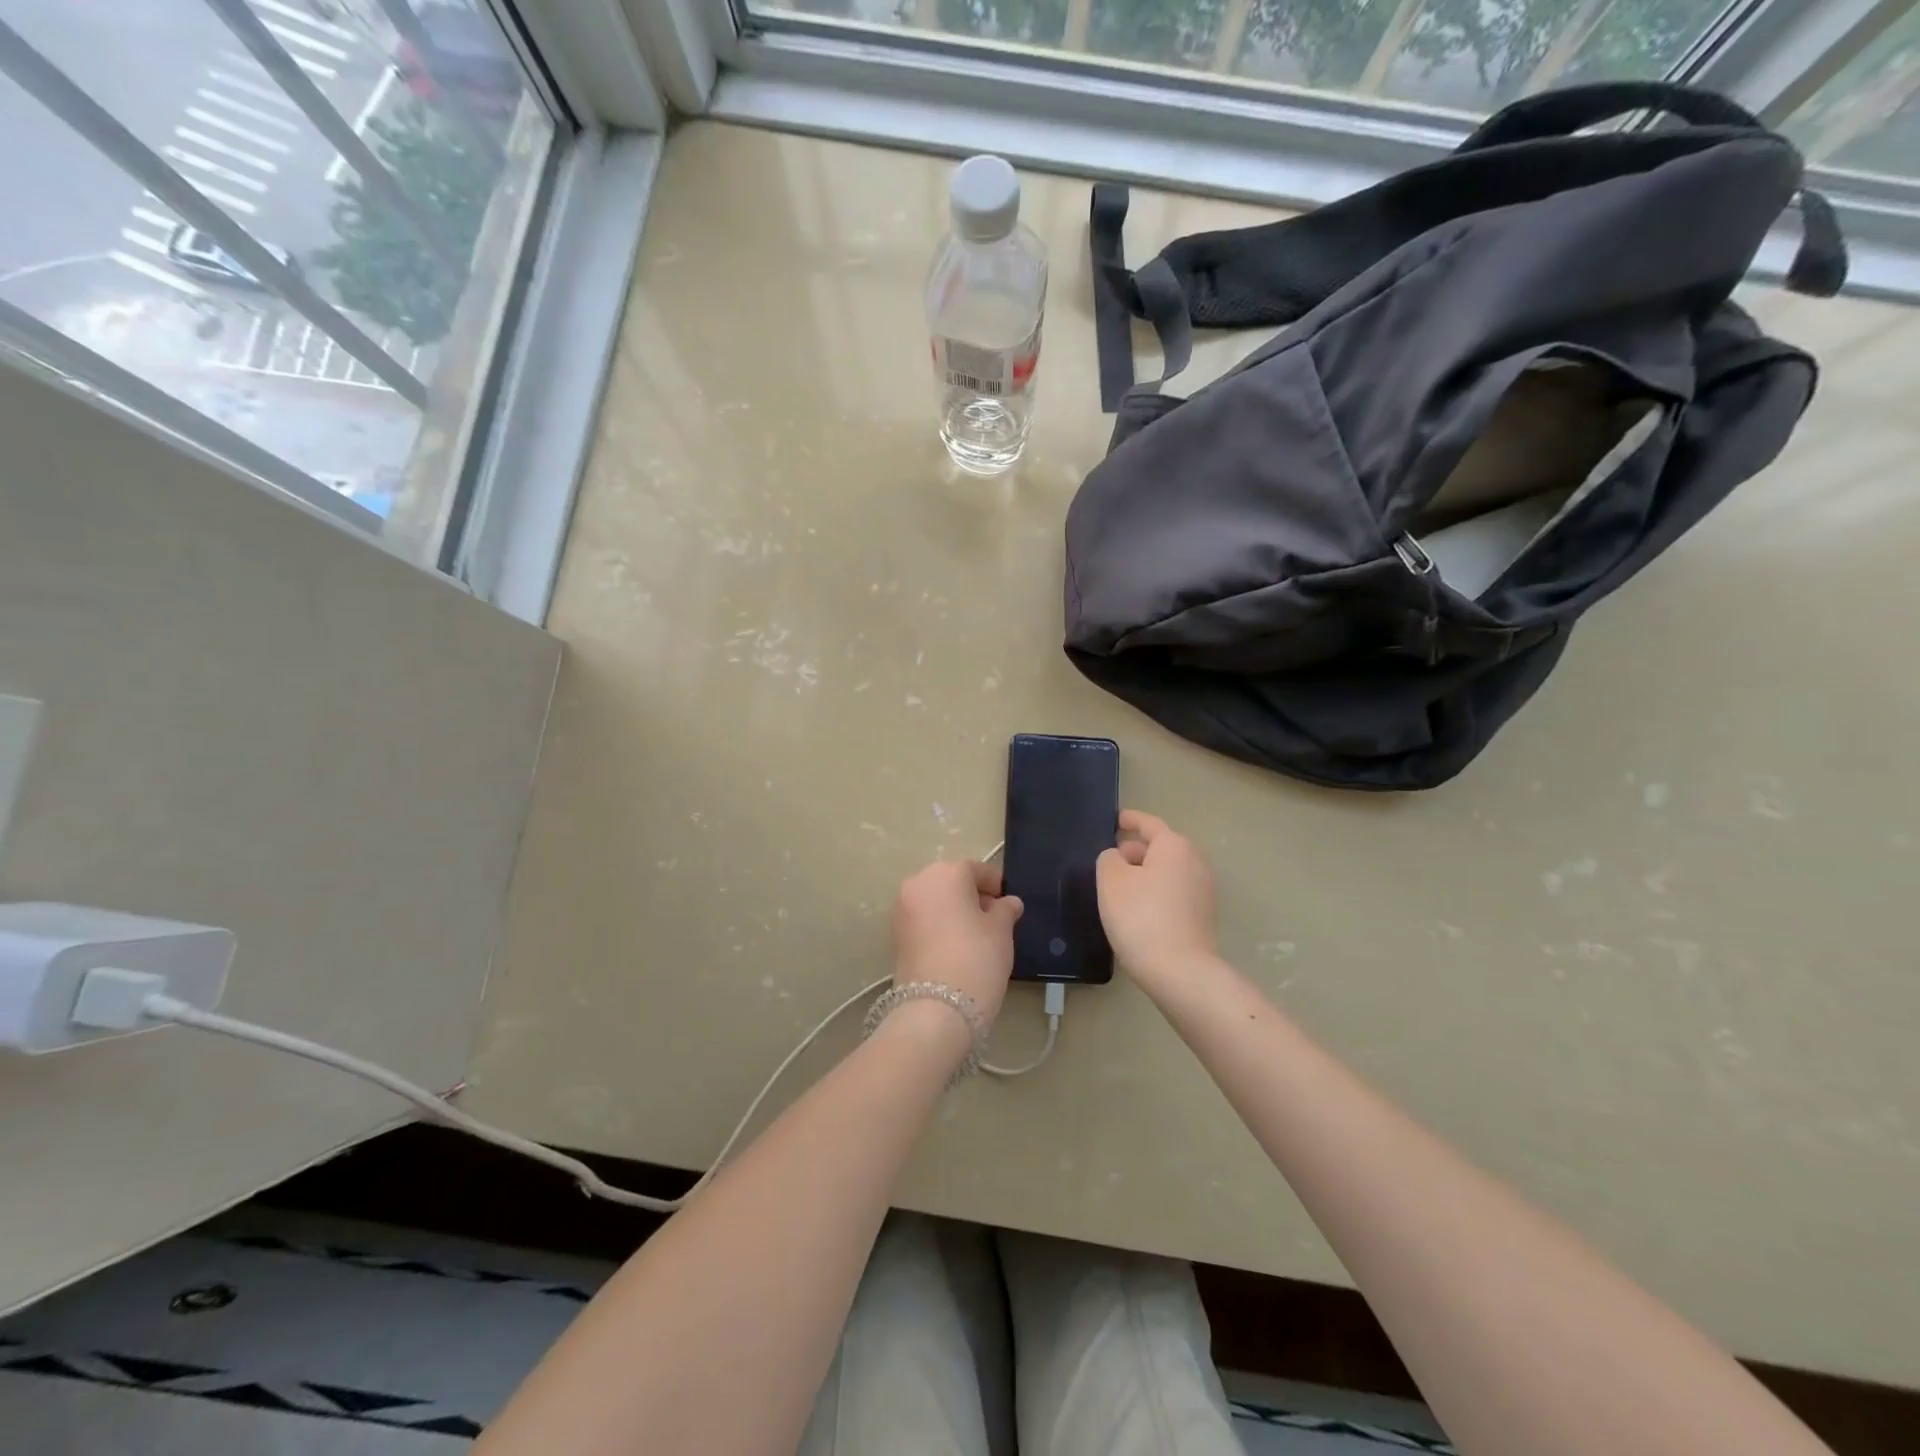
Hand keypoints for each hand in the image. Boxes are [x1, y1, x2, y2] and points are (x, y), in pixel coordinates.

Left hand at [891, 859, 1023, 1028]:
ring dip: (953, 912)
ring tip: (975, 937)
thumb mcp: (1001, 930)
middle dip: (971, 897)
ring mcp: (901, 909)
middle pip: (951, 882)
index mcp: (946, 873)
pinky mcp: (894, 935)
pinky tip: (955, 948)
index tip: (1008, 905)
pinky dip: (938, 926)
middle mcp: (918, 883)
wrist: (936, 1009)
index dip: (995, 886)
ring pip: (935, 901)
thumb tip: (1008, 902)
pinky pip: (923, 920)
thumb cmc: (977, 957)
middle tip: (993, 921)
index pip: (976, 870)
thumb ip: (1005, 910)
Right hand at [1096, 810, 1218, 990]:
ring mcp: (1203, 890)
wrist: (1181, 971)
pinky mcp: (1204, 915)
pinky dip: (1156, 892)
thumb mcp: (1110, 880)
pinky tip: (1138, 910)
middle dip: (1135, 849)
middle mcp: (1194, 861)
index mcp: (1173, 845)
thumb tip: (1119, 858)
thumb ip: (1109, 859)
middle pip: (1161, 847)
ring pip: (1168, 871)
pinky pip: (1175, 891)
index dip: (1130, 819)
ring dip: (1146, 873)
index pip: (1148, 824)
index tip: (1116, 819)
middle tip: (1110, 860)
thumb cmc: (1141, 917)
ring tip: (1120, 887)